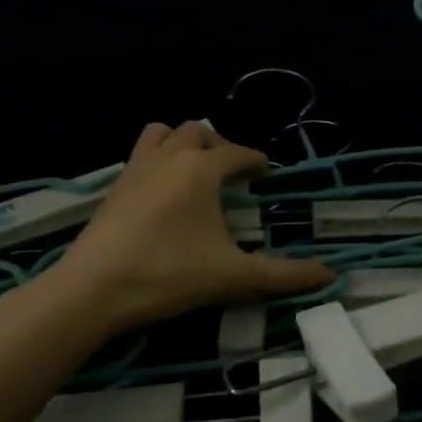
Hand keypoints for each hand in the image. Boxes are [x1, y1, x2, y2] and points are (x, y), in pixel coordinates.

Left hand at [48, 121, 334, 333]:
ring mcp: (136, 169)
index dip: (257, 161)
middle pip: (199, 131)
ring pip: (163, 133)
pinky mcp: (113, 187)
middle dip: (221, 145)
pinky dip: (157, 158)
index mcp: (201, 169)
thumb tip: (329, 275)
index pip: (238, 154)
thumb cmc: (168, 274)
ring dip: (183, 141)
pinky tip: (162, 191)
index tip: (267, 172)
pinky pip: (140, 154)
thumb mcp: (232, 276)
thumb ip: (283, 275)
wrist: (92, 290)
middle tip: (233, 171)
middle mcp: (170, 157)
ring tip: (195, 168)